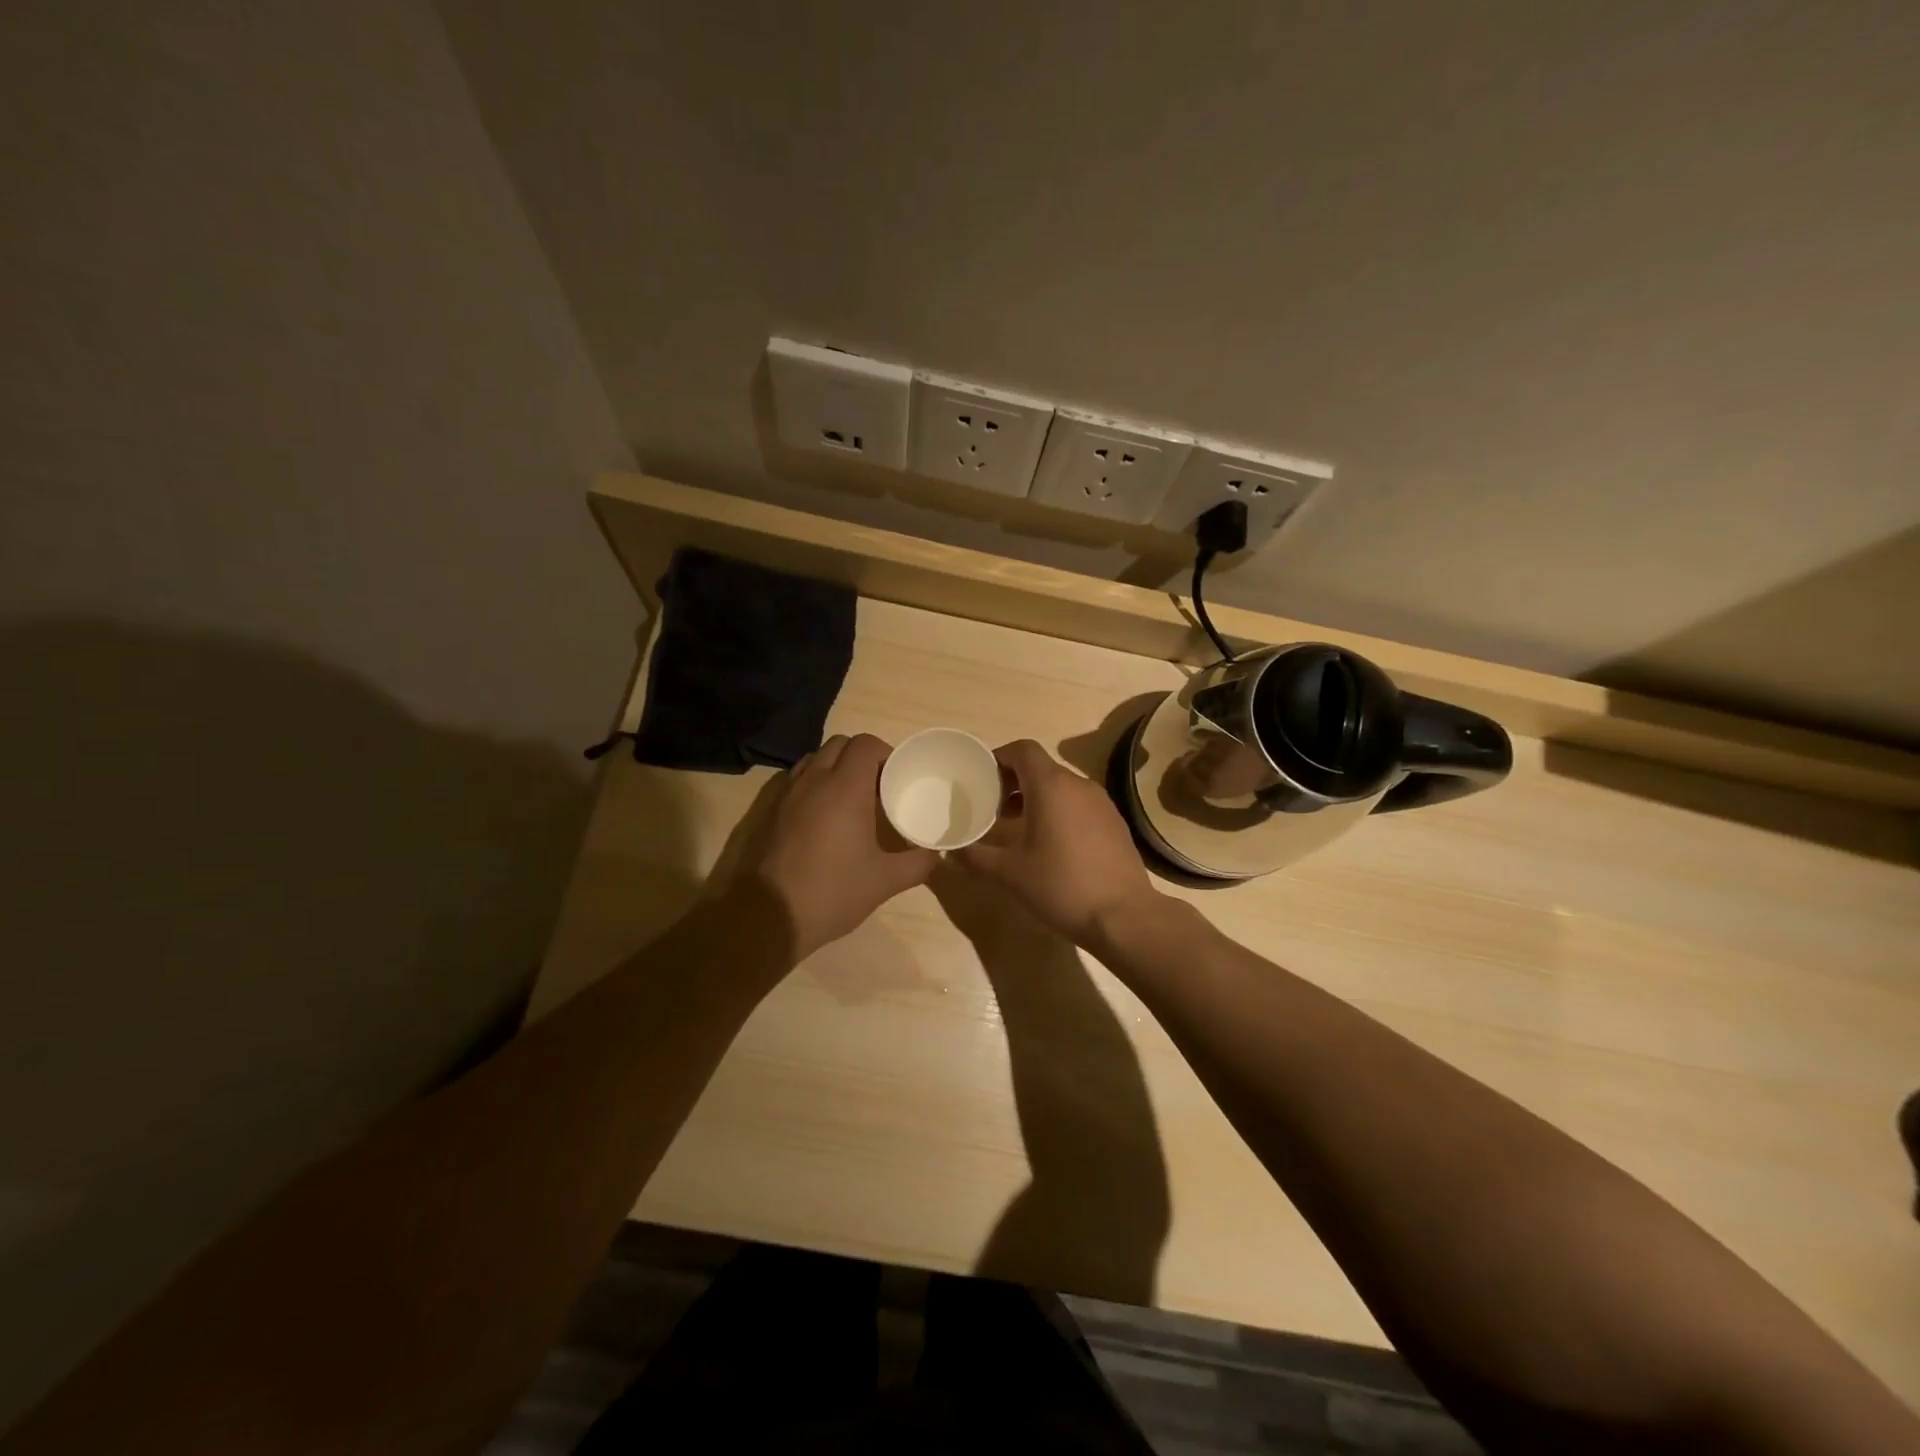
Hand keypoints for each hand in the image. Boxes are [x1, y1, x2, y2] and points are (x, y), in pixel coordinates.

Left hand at [739, 734, 937, 958]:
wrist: (770, 916)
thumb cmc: (833, 892)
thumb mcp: (884, 881)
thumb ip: (917, 863)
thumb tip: (936, 854)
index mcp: (845, 788)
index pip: (866, 744)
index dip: (885, 753)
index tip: (897, 776)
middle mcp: (814, 780)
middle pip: (839, 744)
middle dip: (861, 756)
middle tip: (878, 786)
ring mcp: (788, 794)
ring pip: (815, 759)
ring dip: (835, 766)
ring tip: (851, 797)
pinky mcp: (771, 811)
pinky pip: (797, 780)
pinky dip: (814, 783)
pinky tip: (824, 816)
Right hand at [955, 739, 1159, 945]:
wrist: (1123, 916)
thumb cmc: (1061, 885)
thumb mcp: (1010, 873)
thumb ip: (976, 857)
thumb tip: (952, 851)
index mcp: (1050, 786)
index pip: (1023, 750)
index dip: (999, 757)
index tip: (982, 779)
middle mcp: (1078, 785)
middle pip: (1041, 767)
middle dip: (1013, 781)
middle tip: (993, 807)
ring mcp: (1101, 803)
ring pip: (1061, 786)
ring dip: (1036, 797)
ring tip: (1017, 827)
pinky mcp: (1114, 823)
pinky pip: (1079, 804)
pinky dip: (1059, 811)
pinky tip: (1051, 844)